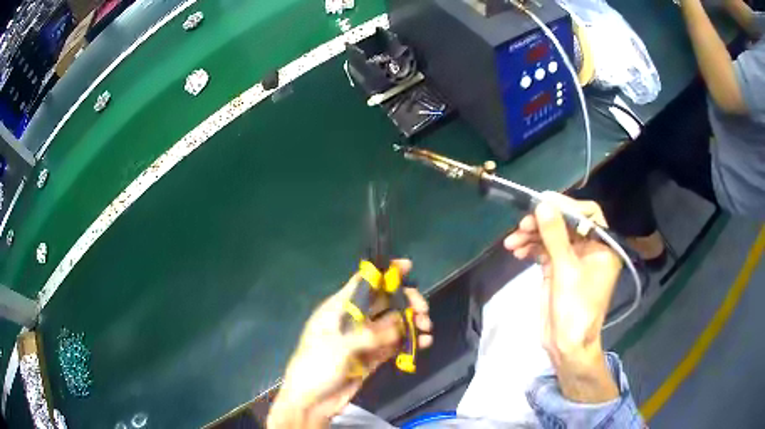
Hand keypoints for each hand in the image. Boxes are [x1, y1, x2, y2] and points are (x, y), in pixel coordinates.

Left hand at [267, 260, 432, 427]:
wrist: (312, 401)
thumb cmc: (316, 366)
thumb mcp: (337, 346)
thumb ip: (368, 334)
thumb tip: (399, 325)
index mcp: (339, 309)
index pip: (363, 283)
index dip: (384, 273)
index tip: (408, 266)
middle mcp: (354, 320)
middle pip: (385, 301)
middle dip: (406, 301)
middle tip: (422, 311)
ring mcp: (366, 339)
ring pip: (394, 322)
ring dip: (412, 322)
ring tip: (426, 329)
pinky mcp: (374, 356)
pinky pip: (396, 343)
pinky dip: (410, 341)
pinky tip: (423, 343)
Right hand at [504, 193, 620, 402]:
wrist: (566, 345)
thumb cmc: (575, 308)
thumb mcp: (566, 270)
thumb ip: (555, 235)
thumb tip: (543, 204)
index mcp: (603, 246)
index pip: (587, 214)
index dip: (566, 205)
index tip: (542, 203)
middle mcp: (590, 248)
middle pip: (566, 224)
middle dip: (543, 223)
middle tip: (521, 225)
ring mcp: (573, 259)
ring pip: (552, 236)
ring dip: (532, 236)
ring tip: (512, 241)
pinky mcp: (558, 269)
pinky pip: (544, 250)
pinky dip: (531, 249)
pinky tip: (516, 251)